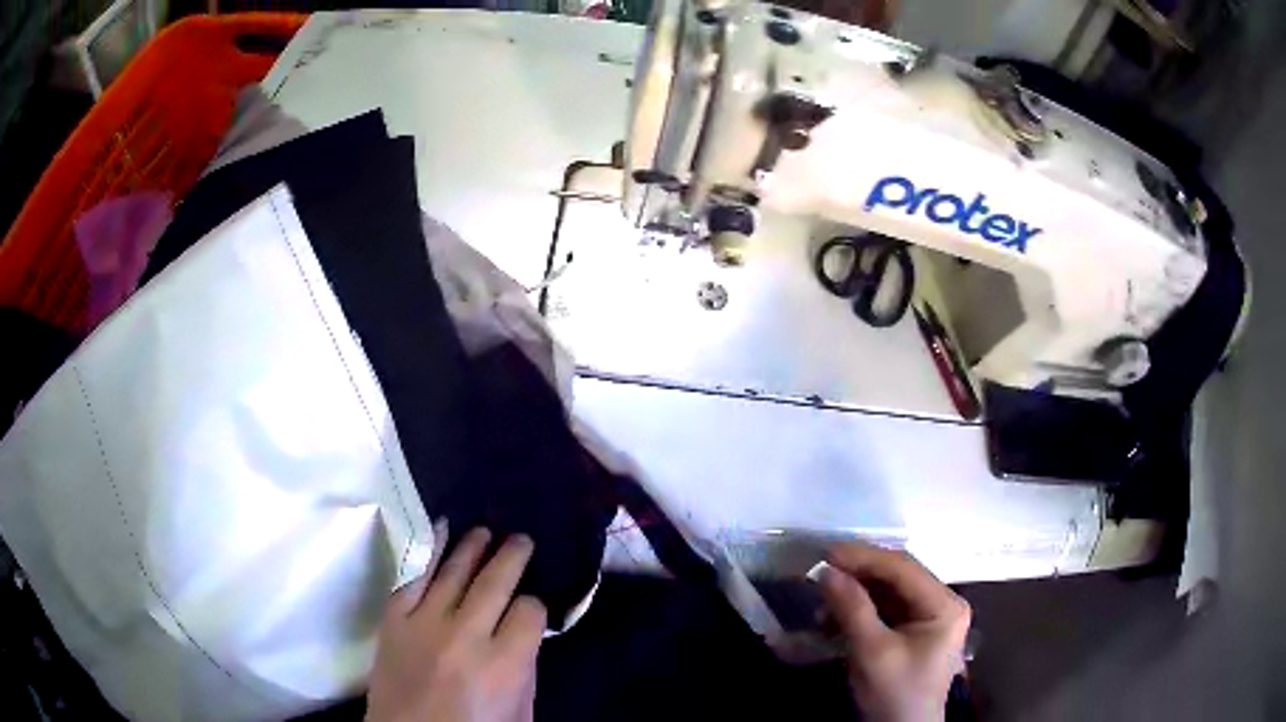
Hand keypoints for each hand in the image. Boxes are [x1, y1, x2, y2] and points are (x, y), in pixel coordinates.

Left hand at [367, 527, 546, 721]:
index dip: (536, 606)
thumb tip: (526, 631)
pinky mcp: (394, 620)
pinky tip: (441, 531)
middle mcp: (464, 637)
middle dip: (512, 555)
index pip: (529, 613)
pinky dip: (429, 550)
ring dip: (472, 546)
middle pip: (494, 582)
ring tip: (485, 530)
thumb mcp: (519, 715)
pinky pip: (413, 576)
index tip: (533, 606)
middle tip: (521, 538)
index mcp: (503, 667)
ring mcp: (424, 624)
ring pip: (453, 571)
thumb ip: (527, 672)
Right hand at [819, 543, 970, 721]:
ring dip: (856, 595)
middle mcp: (942, 603)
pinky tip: (833, 619)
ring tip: (822, 603)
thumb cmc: (895, 694)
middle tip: (821, 571)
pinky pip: (886, 610)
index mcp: (945, 605)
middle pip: (898, 577)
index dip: (865, 557)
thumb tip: (827, 571)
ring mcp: (930, 617)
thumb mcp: (872, 652)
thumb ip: (853, 609)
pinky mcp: (914, 631)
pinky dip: (860, 611)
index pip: (904, 568)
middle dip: (858, 575)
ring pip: (889, 592)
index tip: (827, 553)